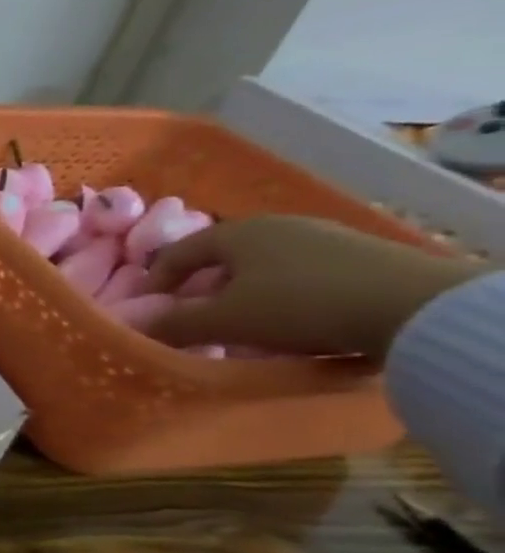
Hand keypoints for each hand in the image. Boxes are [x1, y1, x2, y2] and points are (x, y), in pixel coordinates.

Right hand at [146, 214, 483, 359]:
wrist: (417, 306)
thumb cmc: (298, 305)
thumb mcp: (225, 321)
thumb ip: (174, 324)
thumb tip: (135, 327)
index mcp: (235, 232)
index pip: (176, 253)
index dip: (154, 282)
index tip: (148, 310)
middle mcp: (274, 225)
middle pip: (220, 259)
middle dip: (199, 290)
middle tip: (192, 320)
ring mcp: (321, 237)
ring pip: (260, 268)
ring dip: (241, 296)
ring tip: (239, 327)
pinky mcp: (357, 256)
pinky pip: (298, 275)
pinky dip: (280, 297)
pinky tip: (288, 323)